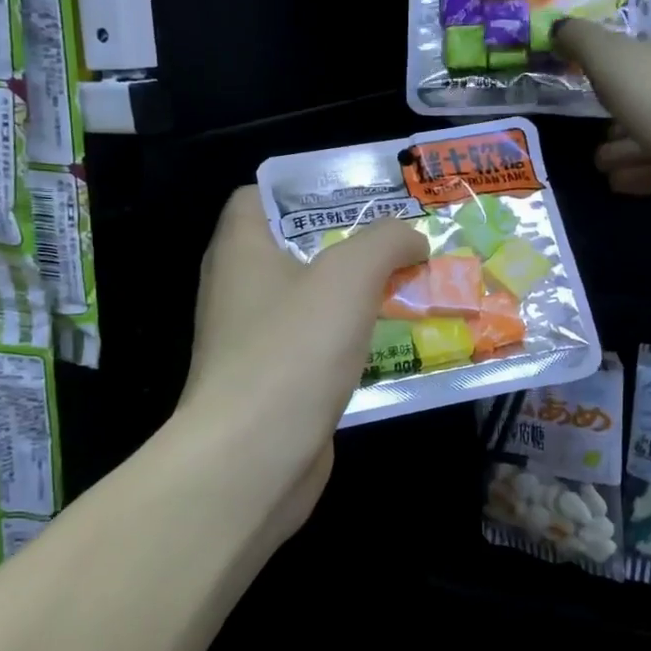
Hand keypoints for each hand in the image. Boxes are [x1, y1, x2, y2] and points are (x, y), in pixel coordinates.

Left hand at [180, 187, 426, 527]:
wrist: (253, 460)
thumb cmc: (293, 350)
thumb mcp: (349, 276)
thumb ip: (386, 242)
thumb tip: (412, 238)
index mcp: (240, 250)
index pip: (258, 197)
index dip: (305, 190)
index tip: (358, 197)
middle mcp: (238, 290)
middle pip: (293, 250)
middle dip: (347, 244)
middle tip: (400, 243)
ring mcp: (252, 342)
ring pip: (310, 303)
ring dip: (355, 296)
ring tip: (409, 288)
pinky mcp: (272, 386)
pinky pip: (316, 349)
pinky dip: (349, 342)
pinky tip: (391, 345)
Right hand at [556, 15, 650, 224]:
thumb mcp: (609, 56)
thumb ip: (581, 40)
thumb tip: (558, 27)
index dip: (633, 62)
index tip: (604, 83)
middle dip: (626, 115)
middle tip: (600, 131)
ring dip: (629, 148)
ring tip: (601, 162)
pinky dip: (642, 173)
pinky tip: (618, 181)